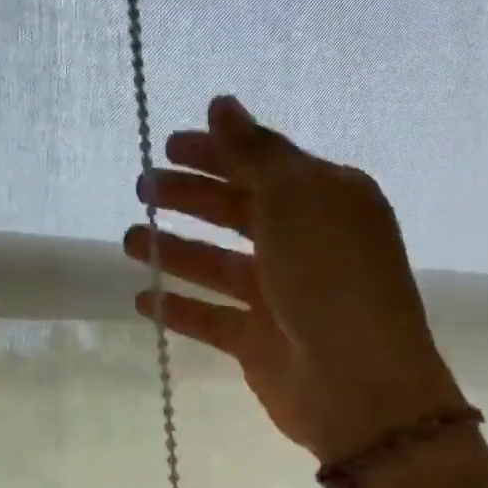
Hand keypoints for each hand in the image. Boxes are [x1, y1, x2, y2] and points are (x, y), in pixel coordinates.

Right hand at [124, 95, 464, 462]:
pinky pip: (211, 318)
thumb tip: (221, 104)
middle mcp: (305, 245)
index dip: (217, 152)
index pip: (264, 165)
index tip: (168, 144)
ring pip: (219, 266)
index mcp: (327, 200)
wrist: (357, 384)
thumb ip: (254, 152)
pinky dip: (179, 309)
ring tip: (130, 241)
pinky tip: (143, 300)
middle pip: (238, 212)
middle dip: (190, 198)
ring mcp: (282, 297)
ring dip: (176, 251)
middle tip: (142, 188)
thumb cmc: (331, 278)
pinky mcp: (259, 343)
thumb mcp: (296, 198)